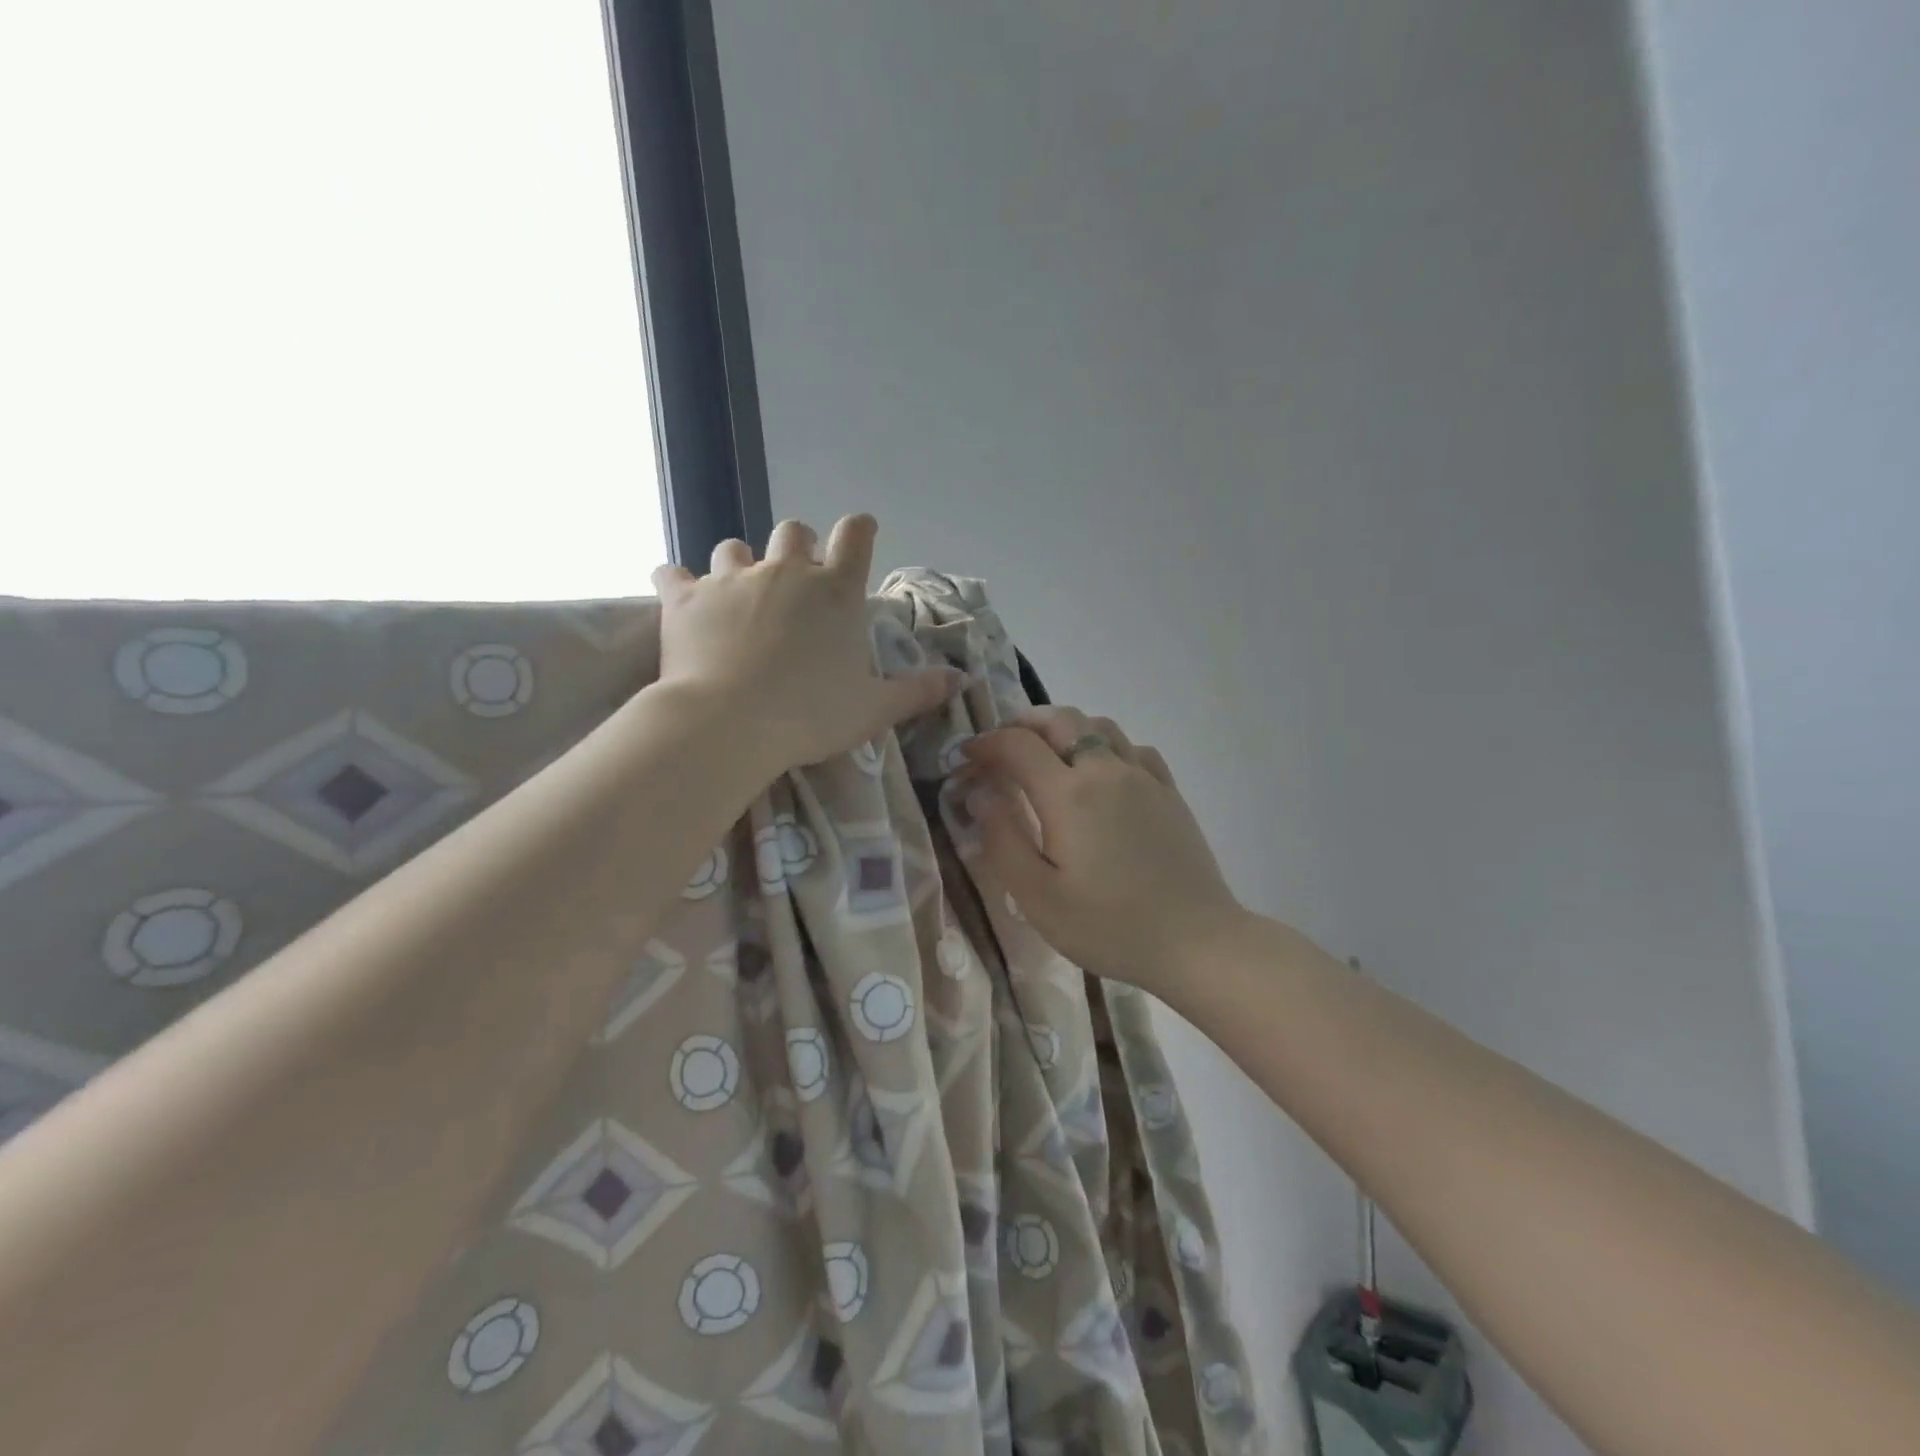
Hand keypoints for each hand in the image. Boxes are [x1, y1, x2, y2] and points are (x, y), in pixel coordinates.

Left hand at [652, 516, 959, 776]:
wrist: (731, 724)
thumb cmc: (812, 715)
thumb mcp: (874, 709)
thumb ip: (918, 691)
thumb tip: (961, 681)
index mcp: (836, 592)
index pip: (855, 535)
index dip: (859, 529)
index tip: (859, 533)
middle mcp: (786, 572)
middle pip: (793, 531)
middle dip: (797, 546)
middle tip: (795, 577)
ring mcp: (732, 580)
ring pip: (733, 547)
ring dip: (739, 563)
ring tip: (738, 592)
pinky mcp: (685, 598)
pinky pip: (673, 574)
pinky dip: (677, 583)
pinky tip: (678, 594)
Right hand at [959, 706, 1246, 993]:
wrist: (1196, 942)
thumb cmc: (1109, 926)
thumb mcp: (1038, 897)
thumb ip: (1002, 839)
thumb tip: (980, 794)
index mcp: (1068, 794)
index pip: (1017, 745)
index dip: (986, 744)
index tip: (967, 758)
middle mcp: (1106, 770)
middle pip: (1060, 720)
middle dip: (1023, 724)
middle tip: (1002, 747)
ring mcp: (1144, 778)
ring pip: (1099, 725)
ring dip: (1065, 728)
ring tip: (1048, 754)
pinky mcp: (1169, 792)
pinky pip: (1133, 748)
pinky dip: (1106, 745)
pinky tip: (1102, 772)